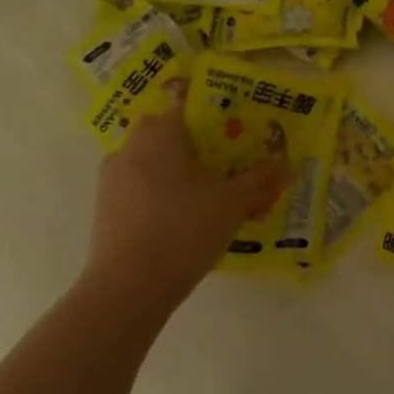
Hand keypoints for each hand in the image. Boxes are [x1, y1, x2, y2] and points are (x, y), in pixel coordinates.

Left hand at [81, 105, 288, 312]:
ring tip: (211, 198)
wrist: (130, 286)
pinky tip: (185, 221)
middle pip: (170, 136)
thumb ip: (260, 180)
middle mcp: (130, 148)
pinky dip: (163, 196)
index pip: (187, 106)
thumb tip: (286, 166)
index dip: (215, 115)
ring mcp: (113, 179)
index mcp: (161, 135)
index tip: (236, 131)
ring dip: (179, 174)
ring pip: (153, 164)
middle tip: (228, 166)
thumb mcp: (234, 203)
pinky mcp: (106, 209)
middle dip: (198, 147)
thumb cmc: (185, 229)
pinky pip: (141, 190)